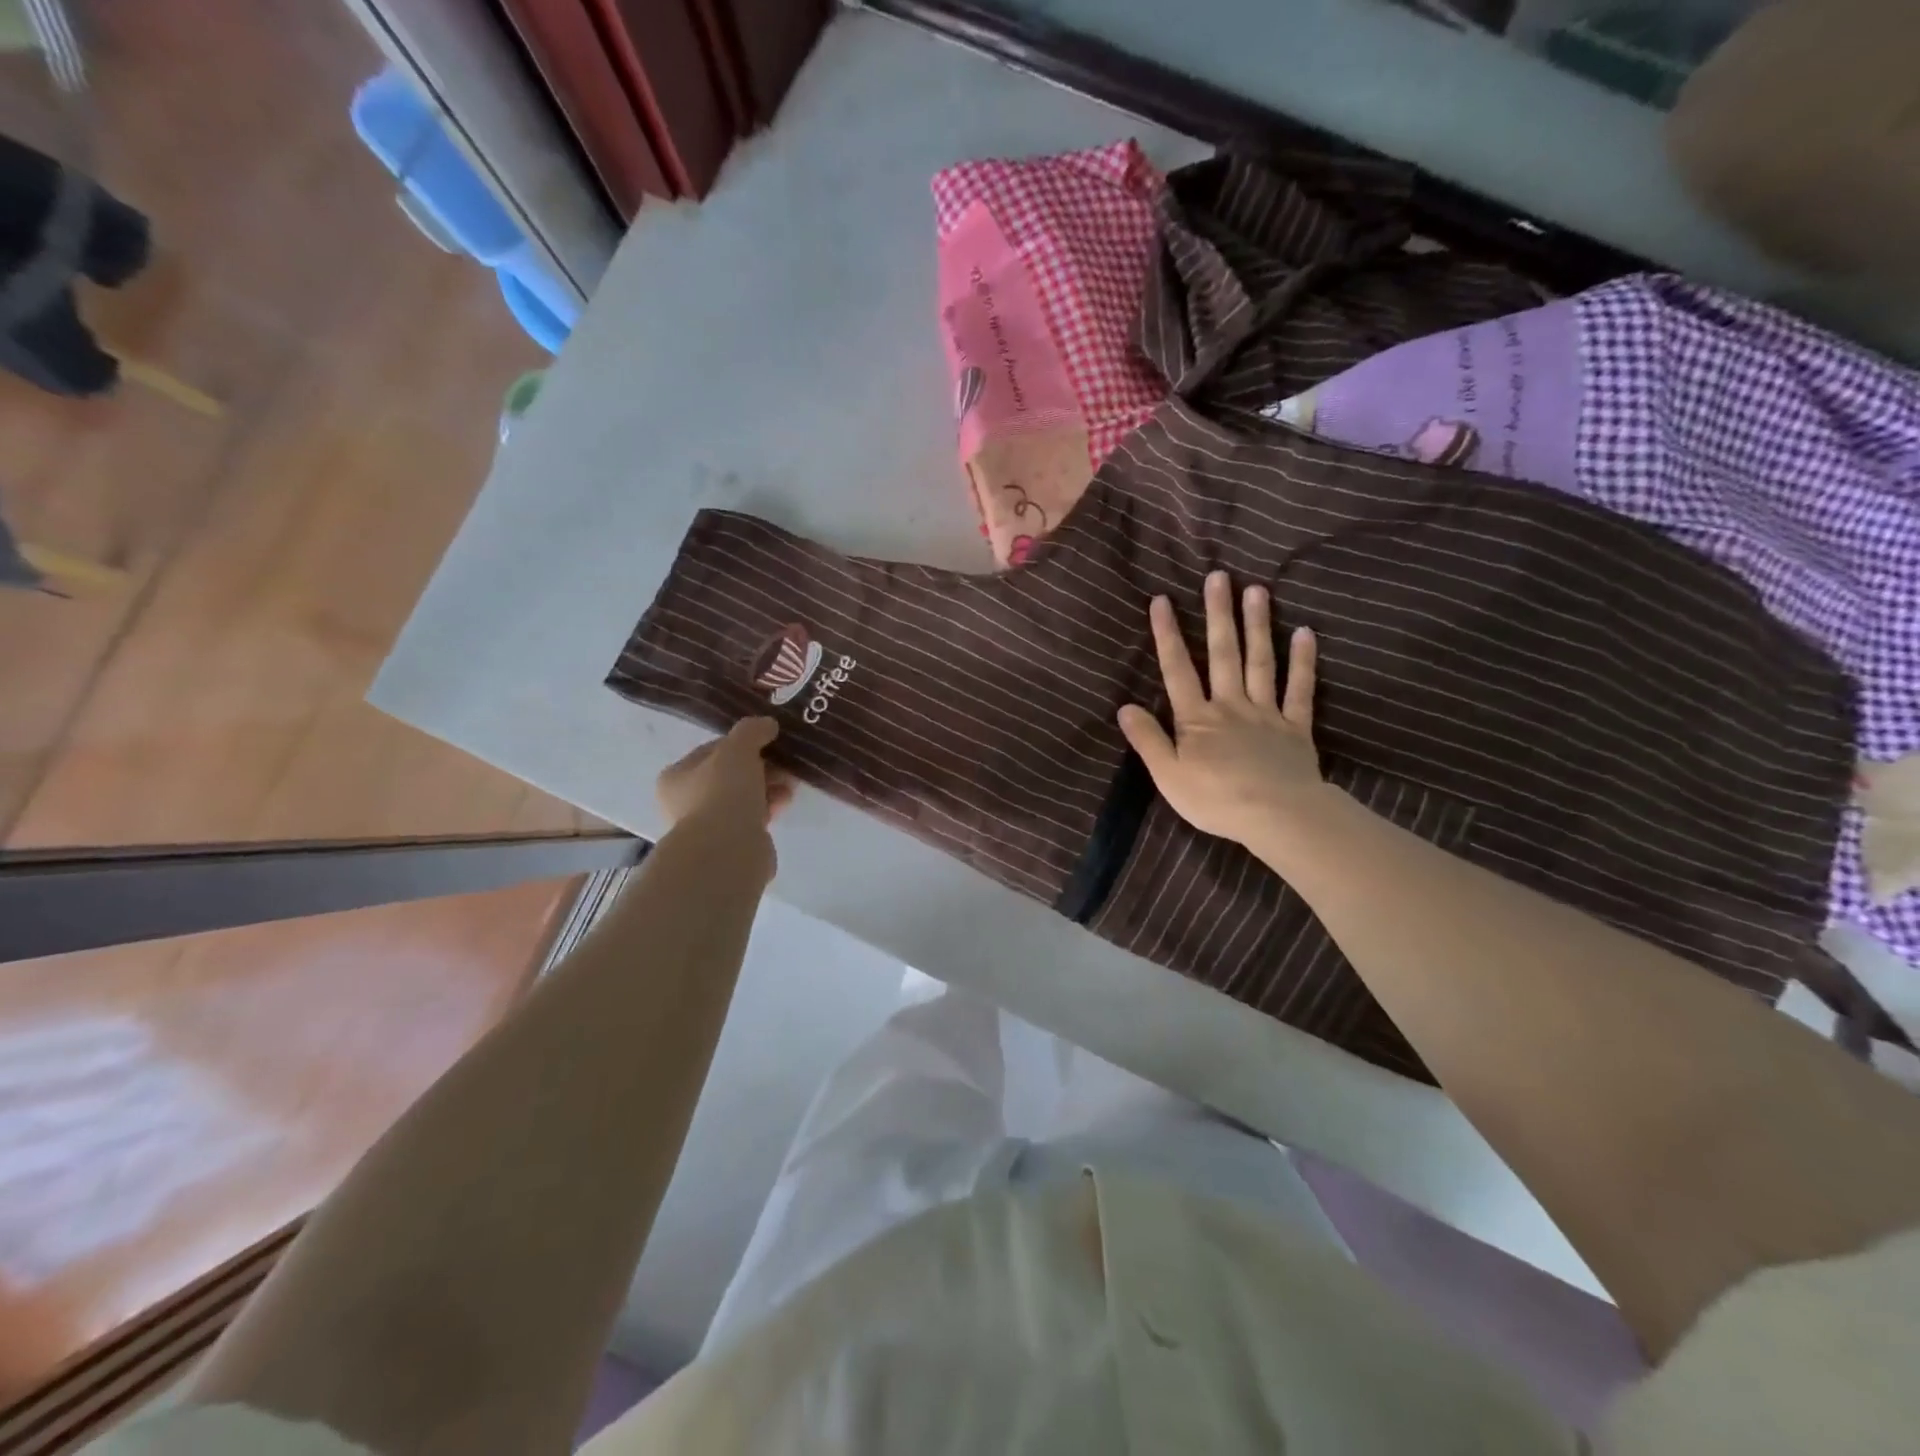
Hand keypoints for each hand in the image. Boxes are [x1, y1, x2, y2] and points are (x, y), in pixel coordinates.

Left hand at [657, 717, 794, 836]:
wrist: (727, 851)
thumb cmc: (723, 792)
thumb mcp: (737, 749)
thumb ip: (752, 731)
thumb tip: (767, 724)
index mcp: (676, 777)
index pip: (712, 750)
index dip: (742, 742)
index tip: (768, 740)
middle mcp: (686, 802)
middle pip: (730, 774)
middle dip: (761, 766)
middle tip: (784, 762)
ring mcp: (708, 827)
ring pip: (744, 797)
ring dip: (769, 787)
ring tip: (791, 782)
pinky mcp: (730, 846)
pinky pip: (753, 818)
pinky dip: (770, 807)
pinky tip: (786, 802)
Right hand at [1118, 570, 1323, 849]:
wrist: (1276, 816)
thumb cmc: (1215, 799)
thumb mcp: (1168, 775)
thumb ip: (1148, 740)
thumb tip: (1124, 707)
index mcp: (1197, 719)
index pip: (1178, 670)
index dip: (1167, 635)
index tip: (1162, 600)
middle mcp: (1230, 705)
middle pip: (1223, 654)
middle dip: (1219, 615)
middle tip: (1219, 577)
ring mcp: (1266, 713)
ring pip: (1260, 663)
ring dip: (1258, 626)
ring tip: (1257, 590)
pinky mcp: (1296, 728)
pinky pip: (1300, 690)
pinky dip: (1303, 662)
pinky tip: (1305, 633)